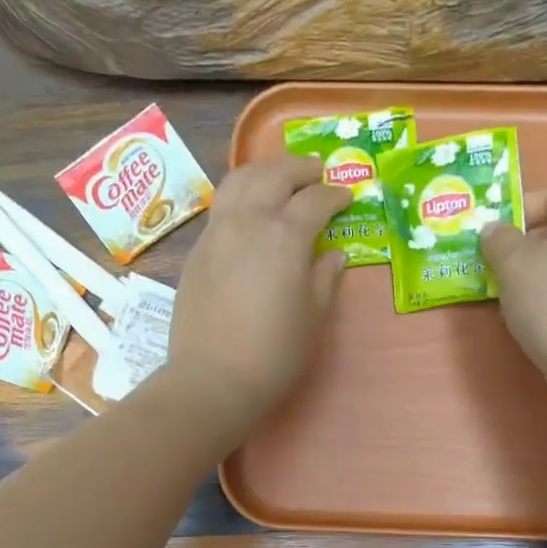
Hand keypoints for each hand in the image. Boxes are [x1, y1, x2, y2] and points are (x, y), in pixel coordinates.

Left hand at [166, 153, 350, 427]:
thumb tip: (334, 254)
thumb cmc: (274, 354)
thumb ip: (325, 279)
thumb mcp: (313, 318)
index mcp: (285, 236)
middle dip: (300, 169)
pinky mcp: (198, 250)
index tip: (348, 196)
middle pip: (274, 175)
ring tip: (279, 178)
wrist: (212, 378)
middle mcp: (249, 220)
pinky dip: (241, 195)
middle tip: (317, 173)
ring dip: (264, 171)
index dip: (335, 194)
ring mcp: (217, 231)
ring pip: (239, 180)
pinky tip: (250, 211)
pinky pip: (221, 206)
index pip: (315, 200)